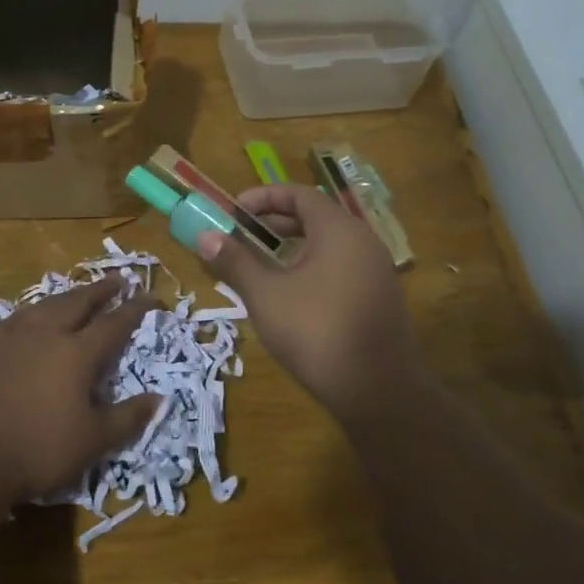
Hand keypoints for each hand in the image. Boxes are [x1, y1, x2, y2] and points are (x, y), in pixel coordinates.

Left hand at [0, 276, 158, 504]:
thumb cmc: (38, 450)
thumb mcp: (93, 441)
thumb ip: (127, 418)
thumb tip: (159, 399)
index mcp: (77, 354)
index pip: (113, 324)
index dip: (134, 310)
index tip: (150, 297)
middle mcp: (47, 335)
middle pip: (78, 302)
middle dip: (101, 290)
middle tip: (118, 279)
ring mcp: (15, 339)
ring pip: (47, 304)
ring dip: (69, 295)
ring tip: (80, 292)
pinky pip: (20, 316)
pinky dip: (37, 309)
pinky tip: (34, 314)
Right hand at [197, 184, 416, 419]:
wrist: (378, 389)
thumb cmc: (316, 331)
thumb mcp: (266, 295)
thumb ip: (235, 262)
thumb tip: (204, 236)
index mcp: (338, 230)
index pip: (299, 194)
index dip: (264, 197)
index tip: (234, 210)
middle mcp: (362, 241)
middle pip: (315, 217)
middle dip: (275, 223)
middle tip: (242, 236)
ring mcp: (376, 271)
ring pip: (328, 245)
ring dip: (292, 248)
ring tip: (260, 265)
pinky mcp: (379, 298)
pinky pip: (341, 268)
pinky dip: (312, 268)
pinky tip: (290, 295)